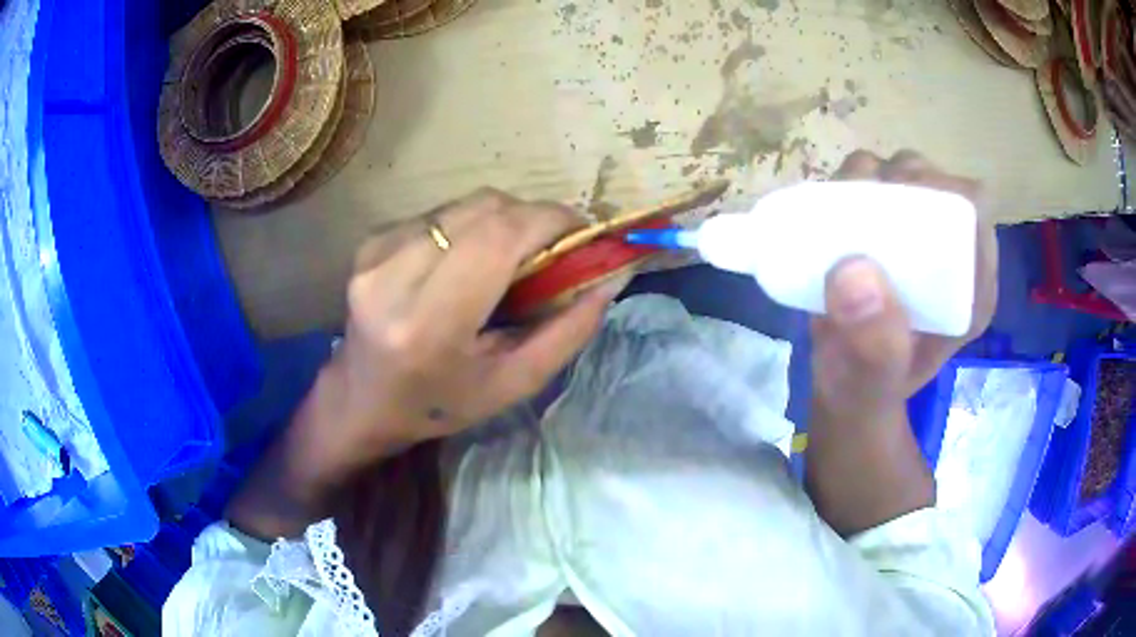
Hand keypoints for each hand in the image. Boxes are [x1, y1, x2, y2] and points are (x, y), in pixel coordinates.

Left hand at [228, 189, 627, 538]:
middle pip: (484, 209)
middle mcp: (394, 276)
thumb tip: (610, 279)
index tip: (582, 232)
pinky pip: (440, 213)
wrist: (363, 398)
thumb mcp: (513, 383)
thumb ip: (567, 332)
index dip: (550, 220)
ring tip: (511, 257)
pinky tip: (468, 260)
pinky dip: (469, 226)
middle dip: (532, 217)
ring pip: (464, 205)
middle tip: (552, 247)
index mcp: (430, 324)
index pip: (499, 237)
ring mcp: (375, 253)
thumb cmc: (440, 403)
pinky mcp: (370, 241)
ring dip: (502, 220)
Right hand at [813, 150, 998, 414]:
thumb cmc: (866, 390)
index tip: (897, 207)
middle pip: (934, 182)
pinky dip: (848, 185)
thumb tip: (853, 270)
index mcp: (969, 288)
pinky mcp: (882, 230)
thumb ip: (874, 347)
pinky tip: (829, 213)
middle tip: (860, 205)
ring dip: (869, 177)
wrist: (844, 388)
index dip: (940, 191)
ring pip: (900, 173)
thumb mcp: (872, 384)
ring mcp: (913, 237)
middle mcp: (947, 253)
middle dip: (899, 178)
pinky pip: (869, 185)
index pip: (972, 212)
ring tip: (838, 211)